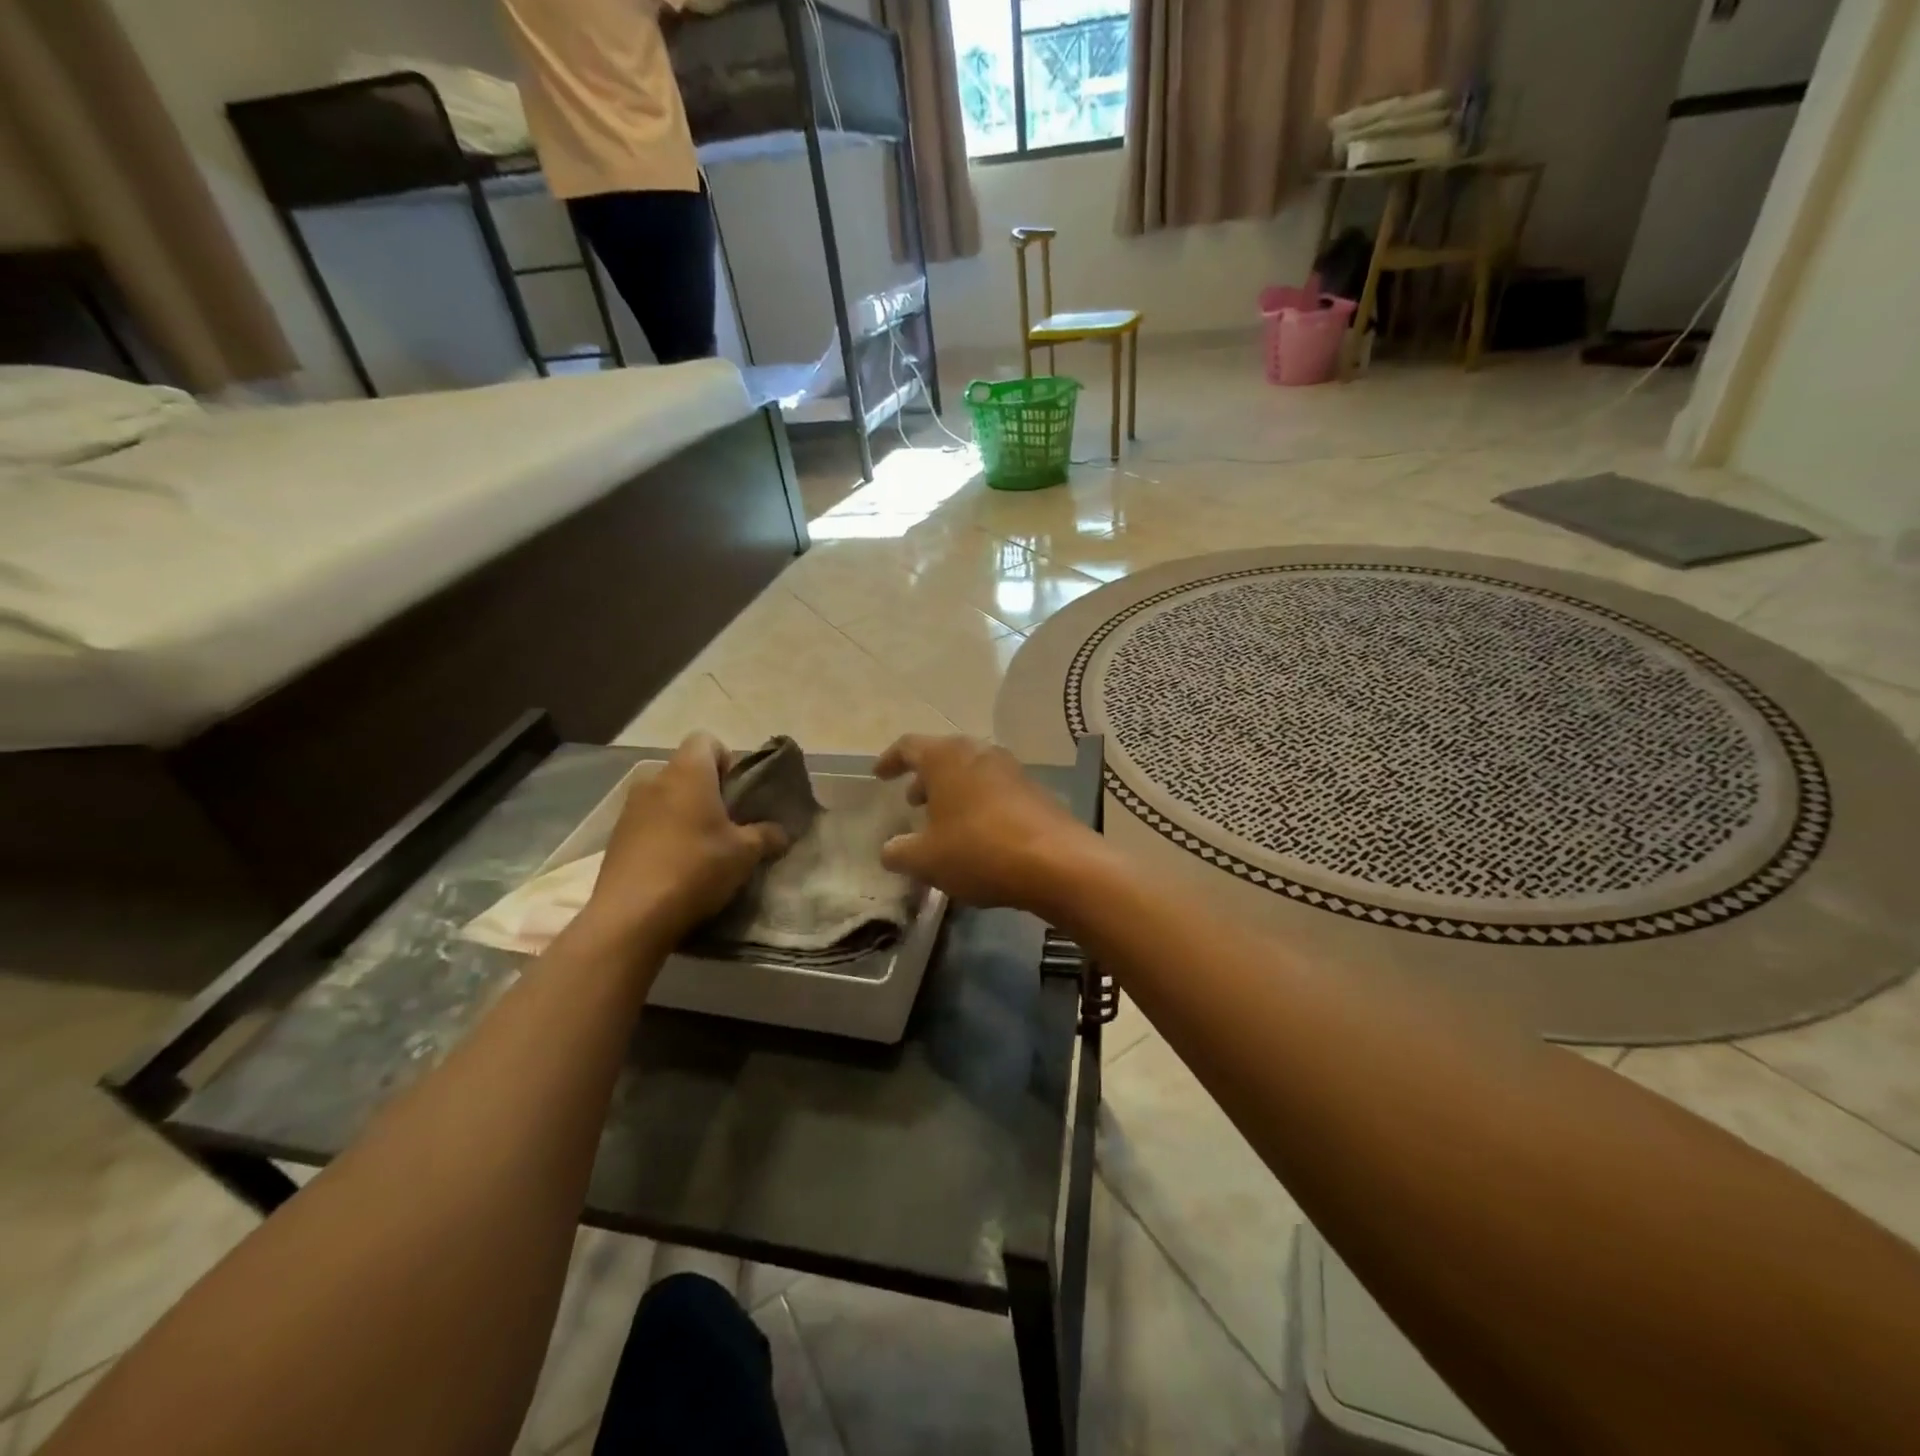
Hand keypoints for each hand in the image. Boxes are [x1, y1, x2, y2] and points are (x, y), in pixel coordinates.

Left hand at [579, 733, 786, 947]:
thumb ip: (767, 836)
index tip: (737, 793)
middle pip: (686, 770)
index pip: (706, 740)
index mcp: (688, 773)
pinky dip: (663, 834)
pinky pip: (647, 823)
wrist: (631, 916)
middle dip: (707, 790)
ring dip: (683, 813)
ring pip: (665, 797)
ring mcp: (630, 809)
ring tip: (700, 847)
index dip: (726, 760)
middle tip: (727, 823)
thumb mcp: (745, 854)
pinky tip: (674, 866)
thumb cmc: (696, 868)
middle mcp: (655, 781)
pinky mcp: (615, 837)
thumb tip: (781, 832)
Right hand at [875, 734, 1095, 910]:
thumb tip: (890, 851)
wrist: (1056, 862)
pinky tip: (977, 834)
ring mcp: (1011, 769)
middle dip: (925, 777)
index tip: (880, 775)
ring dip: (953, 791)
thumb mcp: (926, 859)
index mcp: (946, 757)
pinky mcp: (1035, 791)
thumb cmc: (979, 850)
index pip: (909, 746)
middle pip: (944, 756)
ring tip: (943, 820)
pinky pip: (995, 789)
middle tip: (913, 801)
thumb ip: (900, 852)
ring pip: (972, 772)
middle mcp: (980, 752)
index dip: (891, 760)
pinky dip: (978, 803)